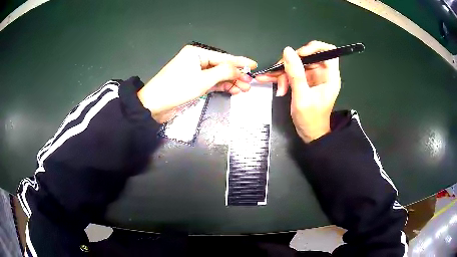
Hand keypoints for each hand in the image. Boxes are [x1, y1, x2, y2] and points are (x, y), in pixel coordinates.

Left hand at [138, 45, 256, 122]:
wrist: (154, 105)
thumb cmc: (177, 89)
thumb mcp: (203, 80)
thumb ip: (224, 73)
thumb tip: (240, 70)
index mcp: (196, 53)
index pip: (223, 57)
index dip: (240, 62)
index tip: (254, 65)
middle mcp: (196, 60)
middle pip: (221, 66)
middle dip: (236, 75)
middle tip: (250, 84)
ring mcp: (195, 72)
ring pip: (217, 76)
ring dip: (230, 82)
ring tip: (244, 89)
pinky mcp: (193, 83)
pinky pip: (211, 83)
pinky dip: (221, 86)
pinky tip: (233, 90)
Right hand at [256, 41, 340, 142]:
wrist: (309, 134)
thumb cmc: (311, 119)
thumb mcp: (302, 97)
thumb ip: (296, 74)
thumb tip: (288, 51)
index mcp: (329, 76)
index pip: (328, 51)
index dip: (314, 48)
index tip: (300, 54)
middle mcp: (322, 73)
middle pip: (307, 56)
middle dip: (292, 63)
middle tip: (281, 74)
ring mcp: (312, 76)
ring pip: (296, 63)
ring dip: (284, 72)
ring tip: (278, 87)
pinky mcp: (303, 81)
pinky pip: (291, 72)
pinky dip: (281, 76)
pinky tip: (268, 79)